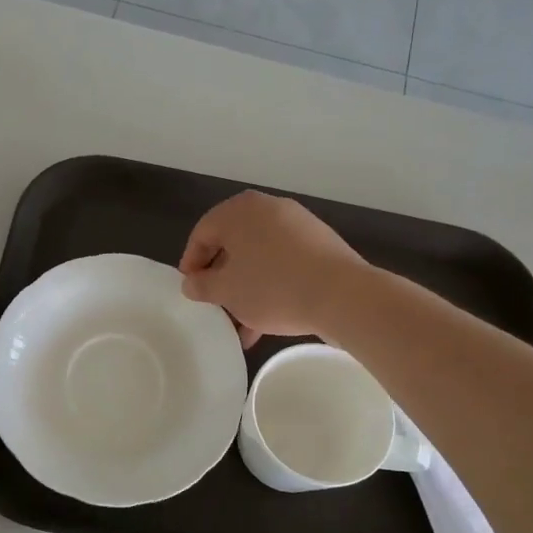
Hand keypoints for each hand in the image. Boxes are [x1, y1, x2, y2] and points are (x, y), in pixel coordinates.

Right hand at [178, 191, 368, 346]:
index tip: (190, 289)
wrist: (342, 295)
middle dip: (222, 277)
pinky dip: (272, 285)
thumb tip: (191, 283)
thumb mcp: (227, 291)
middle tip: (215, 304)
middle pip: (233, 244)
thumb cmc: (272, 287)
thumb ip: (202, 285)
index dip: (191, 263)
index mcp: (240, 211)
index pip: (203, 232)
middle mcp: (268, 209)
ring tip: (241, 324)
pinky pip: (284, 263)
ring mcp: (298, 225)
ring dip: (247, 288)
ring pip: (260, 257)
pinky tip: (267, 321)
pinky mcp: (320, 245)